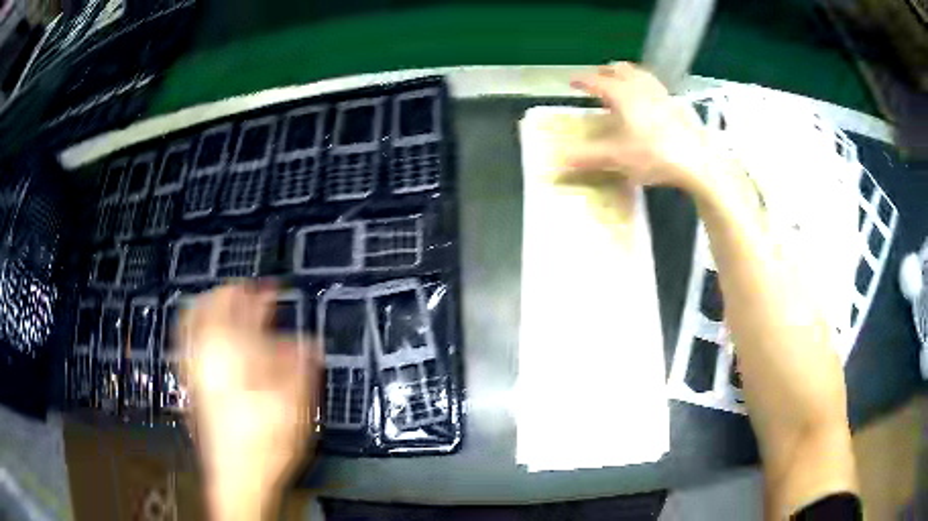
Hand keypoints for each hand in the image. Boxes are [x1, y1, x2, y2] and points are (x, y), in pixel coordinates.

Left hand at [180, 282, 322, 520]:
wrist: (236, 480)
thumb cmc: (266, 445)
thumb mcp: (294, 408)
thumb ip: (299, 369)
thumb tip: (307, 342)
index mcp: (233, 357)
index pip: (244, 312)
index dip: (259, 296)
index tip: (272, 289)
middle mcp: (207, 357)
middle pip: (210, 308)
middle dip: (230, 294)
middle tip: (248, 292)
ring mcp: (194, 371)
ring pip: (193, 322)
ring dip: (210, 306)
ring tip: (226, 303)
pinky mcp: (191, 386)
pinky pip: (186, 343)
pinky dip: (195, 327)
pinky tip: (208, 335)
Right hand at [563, 62, 726, 195]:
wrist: (697, 161)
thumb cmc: (654, 155)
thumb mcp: (617, 158)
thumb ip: (587, 157)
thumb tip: (557, 161)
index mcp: (622, 94)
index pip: (596, 81)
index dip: (582, 80)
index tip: (572, 82)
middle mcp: (640, 87)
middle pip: (619, 69)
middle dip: (605, 72)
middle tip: (597, 81)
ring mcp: (660, 93)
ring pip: (639, 74)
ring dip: (626, 75)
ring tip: (621, 84)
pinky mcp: (676, 104)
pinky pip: (655, 86)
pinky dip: (644, 86)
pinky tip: (648, 100)